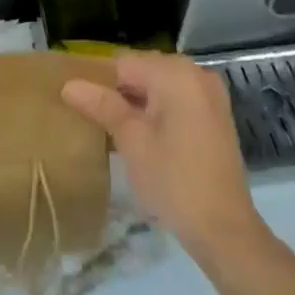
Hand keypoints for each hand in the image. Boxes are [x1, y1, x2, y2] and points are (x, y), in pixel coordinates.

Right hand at [62, 53, 262, 258]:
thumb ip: (102, 105)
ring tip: (120, 132)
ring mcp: (210, 93)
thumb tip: (68, 85)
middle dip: (122, 93)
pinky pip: (179, 99)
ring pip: (161, 85)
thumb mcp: (132, 141)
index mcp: (175, 72)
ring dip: (140, 103)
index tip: (85, 108)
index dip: (101, 83)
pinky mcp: (217, 114)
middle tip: (101, 124)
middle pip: (144, 70)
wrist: (226, 231)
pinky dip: (161, 110)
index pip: (124, 64)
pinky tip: (148, 137)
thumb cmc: (174, 181)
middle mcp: (196, 72)